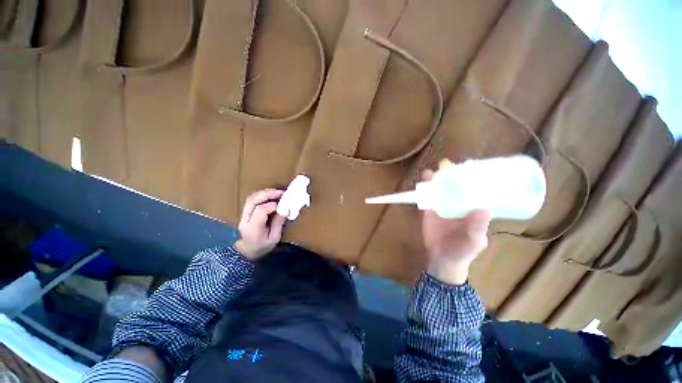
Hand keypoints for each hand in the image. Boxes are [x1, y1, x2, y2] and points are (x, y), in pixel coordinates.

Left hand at [233, 189, 286, 259]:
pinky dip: (262, 195)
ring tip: (277, 192)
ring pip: (251, 198)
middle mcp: (245, 219)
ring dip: (264, 193)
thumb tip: (286, 209)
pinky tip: (271, 195)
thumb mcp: (274, 238)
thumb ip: (279, 223)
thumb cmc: (263, 246)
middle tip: (281, 192)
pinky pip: (252, 199)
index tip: (283, 205)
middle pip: (252, 201)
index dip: (273, 205)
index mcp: (253, 228)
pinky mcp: (245, 212)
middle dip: (267, 194)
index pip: (261, 210)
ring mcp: (243, 215)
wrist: (247, 251)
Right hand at [421, 160, 491, 284]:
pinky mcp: (429, 209)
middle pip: (455, 184)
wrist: (442, 259)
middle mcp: (458, 203)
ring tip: (432, 171)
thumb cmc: (463, 250)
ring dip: (436, 178)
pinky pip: (427, 195)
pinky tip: (423, 180)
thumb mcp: (474, 239)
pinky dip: (425, 187)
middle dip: (451, 173)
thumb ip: (479, 225)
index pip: (475, 187)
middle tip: (446, 165)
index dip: (472, 176)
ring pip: (440, 187)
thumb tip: (485, 207)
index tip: (468, 165)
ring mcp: (443, 205)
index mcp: (473, 207)